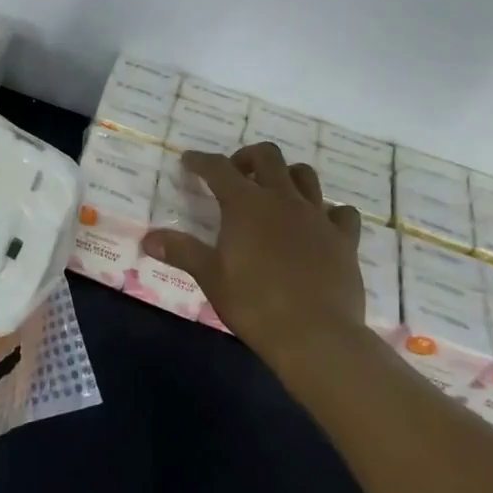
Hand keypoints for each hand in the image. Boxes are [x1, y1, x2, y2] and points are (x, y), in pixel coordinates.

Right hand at [143, 143, 366, 372]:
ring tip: (276, 192)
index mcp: (246, 204)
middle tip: (236, 173)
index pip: (218, 169)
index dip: (201, 161)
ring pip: (305, 176)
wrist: (316, 335)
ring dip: (287, 176)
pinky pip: (341, 212)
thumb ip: (182, 251)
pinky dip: (329, 212)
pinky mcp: (344, 239)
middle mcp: (283, 199)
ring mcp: (317, 216)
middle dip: (247, 157)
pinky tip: (320, 224)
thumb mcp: (211, 277)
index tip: (190, 160)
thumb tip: (148, 238)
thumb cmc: (254, 304)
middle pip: (267, 157)